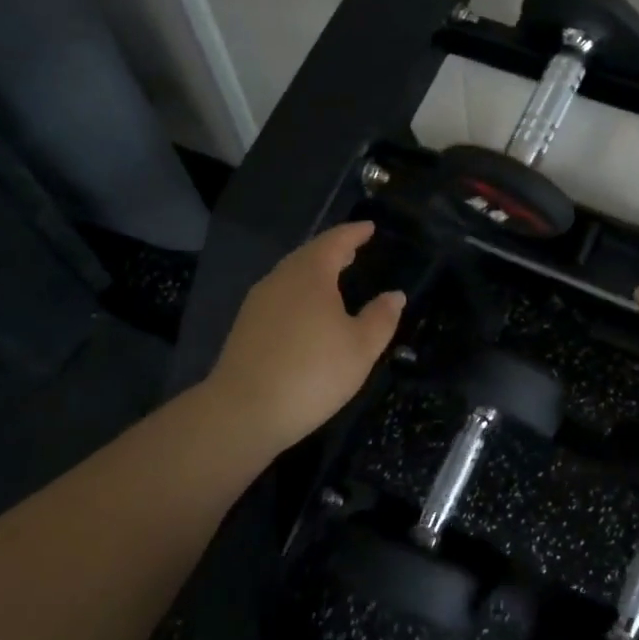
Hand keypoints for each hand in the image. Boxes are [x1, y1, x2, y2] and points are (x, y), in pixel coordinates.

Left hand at [203, 222, 405, 453]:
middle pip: (309, 255)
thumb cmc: (312, 373)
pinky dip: (299, 293)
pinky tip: (307, 312)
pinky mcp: (245, 327)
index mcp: (310, 274)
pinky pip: (279, 296)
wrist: (243, 411)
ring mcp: (258, 303)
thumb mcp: (361, 348)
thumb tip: (395, 295)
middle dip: (332, 250)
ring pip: (290, 276)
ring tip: (334, 279)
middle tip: (353, 249)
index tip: (369, 227)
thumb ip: (381, 318)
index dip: (354, 233)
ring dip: (314, 272)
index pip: (335, 241)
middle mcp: (280, 279)